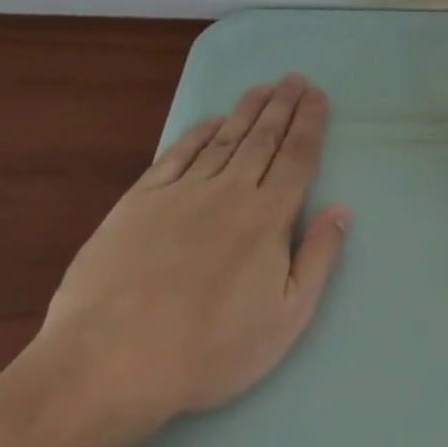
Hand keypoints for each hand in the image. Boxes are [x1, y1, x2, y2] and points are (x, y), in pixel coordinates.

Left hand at [30, 74, 350, 440]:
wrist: (106, 368)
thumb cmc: (209, 350)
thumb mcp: (286, 318)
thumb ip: (318, 259)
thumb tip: (341, 211)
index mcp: (268, 218)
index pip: (297, 157)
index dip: (310, 124)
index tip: (318, 96)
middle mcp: (228, 193)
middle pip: (263, 139)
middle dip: (284, 106)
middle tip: (296, 79)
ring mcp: (179, 195)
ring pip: (223, 141)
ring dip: (247, 112)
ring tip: (263, 88)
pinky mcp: (136, 205)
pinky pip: (175, 157)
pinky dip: (196, 134)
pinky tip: (211, 122)